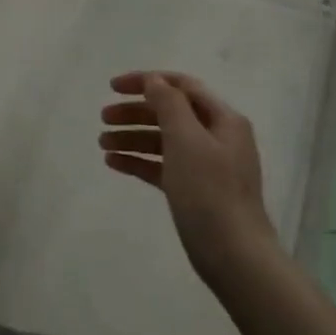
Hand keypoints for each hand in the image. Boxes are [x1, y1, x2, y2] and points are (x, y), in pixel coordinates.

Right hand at [100, 71, 278, 284]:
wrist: (233, 254)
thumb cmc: (209, 191)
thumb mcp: (186, 139)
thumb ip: (168, 104)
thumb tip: (154, 80)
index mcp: (223, 120)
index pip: (181, 86)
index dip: (146, 81)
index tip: (112, 87)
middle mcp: (216, 137)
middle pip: (169, 113)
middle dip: (134, 112)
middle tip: (103, 118)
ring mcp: (206, 165)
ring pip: (162, 140)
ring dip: (131, 137)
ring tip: (102, 144)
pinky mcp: (194, 189)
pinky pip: (161, 165)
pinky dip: (138, 160)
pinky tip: (113, 163)